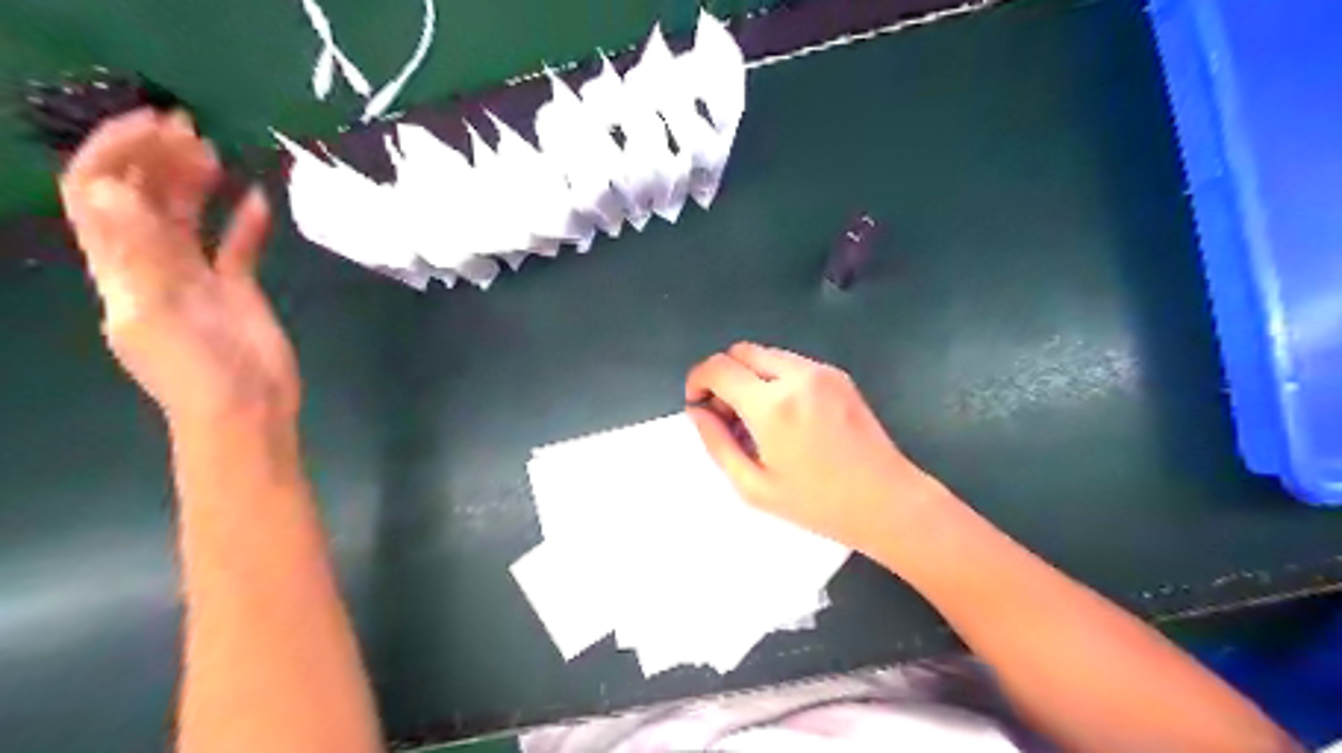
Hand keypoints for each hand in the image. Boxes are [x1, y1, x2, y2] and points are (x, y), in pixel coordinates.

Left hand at [59, 109, 295, 428]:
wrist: (247, 411)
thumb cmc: (199, 369)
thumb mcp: (160, 310)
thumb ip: (139, 251)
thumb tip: (112, 187)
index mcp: (120, 270)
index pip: (97, 196)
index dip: (114, 154)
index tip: (151, 125)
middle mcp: (152, 266)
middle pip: (141, 200)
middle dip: (156, 159)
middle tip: (190, 128)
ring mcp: (196, 278)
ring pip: (186, 218)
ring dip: (194, 183)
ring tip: (216, 151)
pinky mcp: (237, 291)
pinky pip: (235, 247)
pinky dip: (245, 223)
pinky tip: (260, 200)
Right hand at [686, 344, 945, 554]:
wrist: (887, 501)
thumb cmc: (818, 504)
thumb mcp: (754, 486)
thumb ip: (717, 444)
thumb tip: (697, 412)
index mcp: (772, 406)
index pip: (718, 368)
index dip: (697, 380)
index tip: (698, 403)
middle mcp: (796, 376)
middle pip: (740, 351)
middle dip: (723, 375)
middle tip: (726, 414)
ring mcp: (821, 372)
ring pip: (766, 354)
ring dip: (749, 376)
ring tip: (757, 418)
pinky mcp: (838, 375)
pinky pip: (792, 363)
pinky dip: (775, 378)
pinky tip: (786, 415)